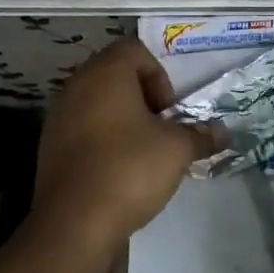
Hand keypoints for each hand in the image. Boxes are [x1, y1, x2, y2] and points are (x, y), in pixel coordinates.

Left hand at [33, 38, 218, 256]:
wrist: (74, 223)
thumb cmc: (129, 170)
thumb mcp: (177, 150)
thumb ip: (201, 135)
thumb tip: (222, 133)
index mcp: (104, 74)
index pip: (134, 49)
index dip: (159, 76)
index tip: (169, 111)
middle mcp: (76, 87)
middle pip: (115, 75)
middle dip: (143, 99)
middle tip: (161, 130)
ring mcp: (58, 117)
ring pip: (98, 104)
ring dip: (123, 121)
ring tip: (143, 153)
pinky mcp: (51, 147)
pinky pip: (83, 130)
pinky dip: (103, 141)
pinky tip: (120, 172)